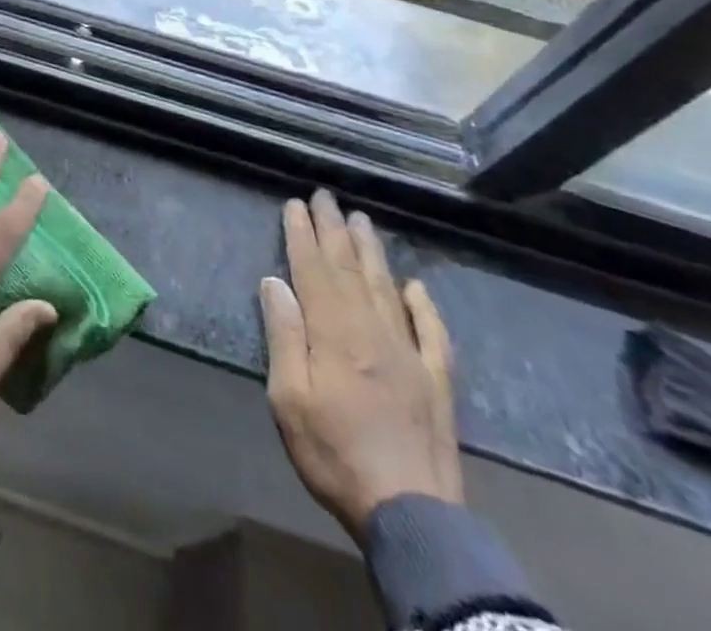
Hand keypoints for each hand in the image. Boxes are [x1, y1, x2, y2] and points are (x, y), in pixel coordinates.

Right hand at [258, 190, 460, 542]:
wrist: (413, 515)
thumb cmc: (335, 454)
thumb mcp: (289, 399)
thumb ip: (284, 336)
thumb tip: (274, 281)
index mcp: (333, 333)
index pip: (313, 270)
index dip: (302, 234)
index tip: (296, 204)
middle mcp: (372, 330)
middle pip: (349, 269)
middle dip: (333, 229)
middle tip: (326, 196)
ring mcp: (409, 353)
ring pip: (386, 288)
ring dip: (371, 252)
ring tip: (361, 221)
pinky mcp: (436, 380)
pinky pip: (431, 331)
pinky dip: (424, 305)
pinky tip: (416, 286)